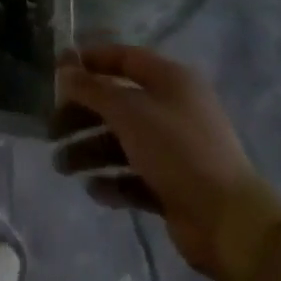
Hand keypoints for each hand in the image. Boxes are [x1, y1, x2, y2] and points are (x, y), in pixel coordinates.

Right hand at [53, 44, 255, 278]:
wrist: (228, 222)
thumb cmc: (176, 150)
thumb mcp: (127, 111)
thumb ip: (91, 88)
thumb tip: (64, 67)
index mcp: (170, 80)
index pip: (123, 58)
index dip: (89, 61)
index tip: (56, 72)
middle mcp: (173, 109)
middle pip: (117, 103)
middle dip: (82, 115)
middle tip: (51, 130)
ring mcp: (174, 149)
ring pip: (121, 141)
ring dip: (89, 151)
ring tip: (62, 167)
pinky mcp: (173, 185)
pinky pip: (134, 176)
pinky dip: (112, 180)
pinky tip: (94, 190)